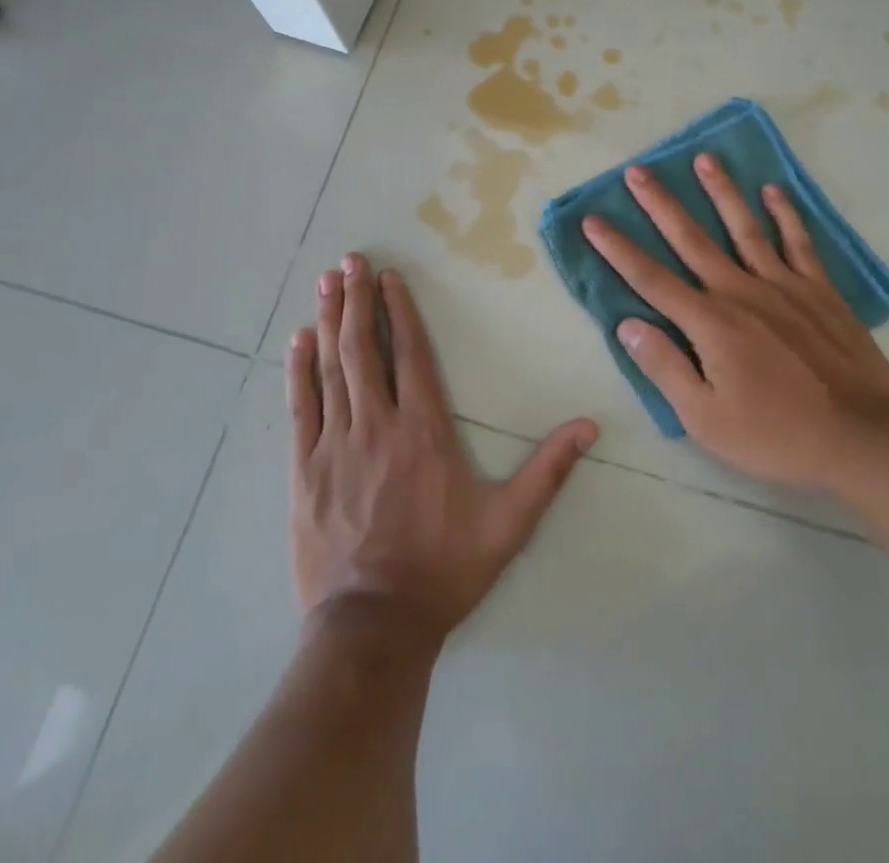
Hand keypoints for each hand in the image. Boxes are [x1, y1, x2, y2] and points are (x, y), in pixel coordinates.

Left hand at [288, 254, 598, 643]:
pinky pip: (302, 408)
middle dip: (359, 300)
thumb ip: (548, 470)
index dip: (401, 311)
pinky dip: (299, 371)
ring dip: (330, 321)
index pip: (412, 354)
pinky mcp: (306, 470)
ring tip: (327, 282)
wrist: (374, 627)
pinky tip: (298, 340)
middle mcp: (378, 424)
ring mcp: (337, 445)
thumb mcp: (509, 523)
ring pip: (332, 368)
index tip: (390, 276)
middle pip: (365, 349)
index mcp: (425, 430)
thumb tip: (590, 425)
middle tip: (350, 260)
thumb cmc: (444, 569)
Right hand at [583, 154, 888, 493]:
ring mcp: (784, 286)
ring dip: (722, 191)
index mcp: (709, 323)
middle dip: (660, 203)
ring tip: (705, 159)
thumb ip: (665, 367)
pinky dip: (786, 214)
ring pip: (745, 227)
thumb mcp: (705, 418)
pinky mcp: (820, 291)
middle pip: (691, 239)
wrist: (861, 439)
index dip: (618, 249)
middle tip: (638, 170)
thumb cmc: (775, 435)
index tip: (592, 219)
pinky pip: (799, 243)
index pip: (650, 278)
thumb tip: (627, 324)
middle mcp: (741, 291)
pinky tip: (773, 190)